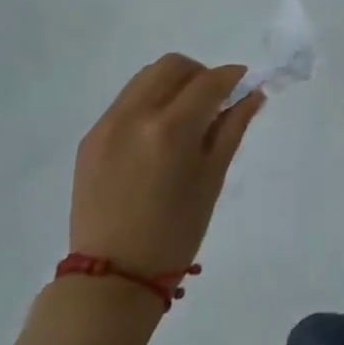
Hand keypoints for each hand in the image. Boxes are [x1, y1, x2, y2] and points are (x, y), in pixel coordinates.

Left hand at [69, 54, 264, 278]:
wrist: (113, 278)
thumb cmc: (175, 233)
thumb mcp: (212, 178)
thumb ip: (232, 128)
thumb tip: (253, 94)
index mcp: (170, 129)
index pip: (209, 82)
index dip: (232, 77)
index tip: (244, 83)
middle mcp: (135, 115)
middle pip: (173, 66)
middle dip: (199, 75)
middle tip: (213, 101)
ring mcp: (107, 124)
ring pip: (146, 77)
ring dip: (172, 84)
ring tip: (184, 116)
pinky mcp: (90, 137)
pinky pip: (126, 101)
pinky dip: (149, 103)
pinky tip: (156, 136)